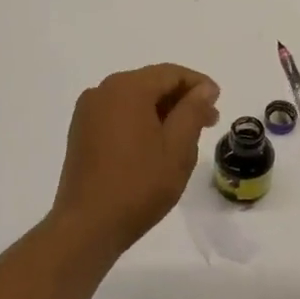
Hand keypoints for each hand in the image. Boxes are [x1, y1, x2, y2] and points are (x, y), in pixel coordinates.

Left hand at [51, 64, 220, 253]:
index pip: (170, 73)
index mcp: (126, 88)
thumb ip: (192, 111)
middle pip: (150, 84)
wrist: (88, 225)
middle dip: (181, 99)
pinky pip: (117, 115)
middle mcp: (102, 91)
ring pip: (134, 100)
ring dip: (161, 112)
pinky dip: (140, 121)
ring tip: (185, 137)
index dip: (198, 85)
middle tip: (208, 122)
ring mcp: (87, 112)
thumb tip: (204, 89)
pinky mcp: (81, 132)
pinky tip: (155, 145)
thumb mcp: (178, 147)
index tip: (218, 103)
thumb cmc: (140, 184)